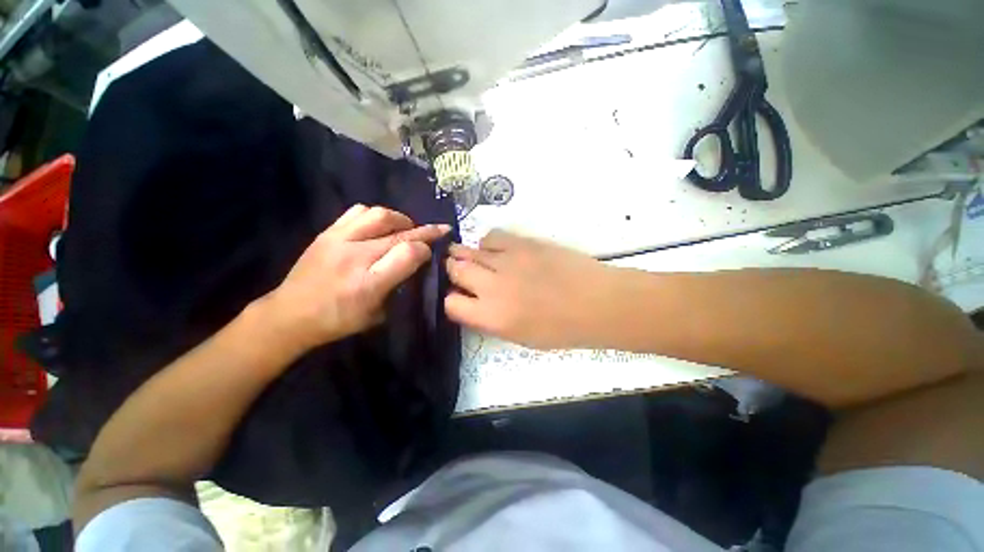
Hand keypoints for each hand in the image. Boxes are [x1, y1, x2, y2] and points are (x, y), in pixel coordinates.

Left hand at [261, 205, 449, 351]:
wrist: (290, 314)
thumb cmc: (339, 320)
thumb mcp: (379, 314)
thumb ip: (400, 287)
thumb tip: (417, 263)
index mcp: (369, 284)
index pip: (409, 253)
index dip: (426, 250)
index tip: (432, 253)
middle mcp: (355, 256)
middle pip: (400, 233)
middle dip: (426, 231)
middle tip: (440, 230)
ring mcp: (338, 240)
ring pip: (380, 215)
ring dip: (402, 220)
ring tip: (407, 228)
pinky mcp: (327, 232)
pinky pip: (358, 212)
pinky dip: (377, 215)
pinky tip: (381, 226)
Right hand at [445, 230, 618, 348]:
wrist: (597, 302)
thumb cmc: (562, 329)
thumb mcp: (520, 337)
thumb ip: (490, 319)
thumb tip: (475, 302)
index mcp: (492, 316)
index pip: (450, 303)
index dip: (453, 299)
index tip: (461, 297)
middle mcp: (492, 286)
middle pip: (455, 270)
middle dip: (453, 271)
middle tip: (463, 273)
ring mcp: (506, 260)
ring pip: (469, 251)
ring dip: (466, 256)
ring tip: (475, 259)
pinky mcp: (522, 243)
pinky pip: (492, 236)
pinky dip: (488, 244)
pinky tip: (497, 251)